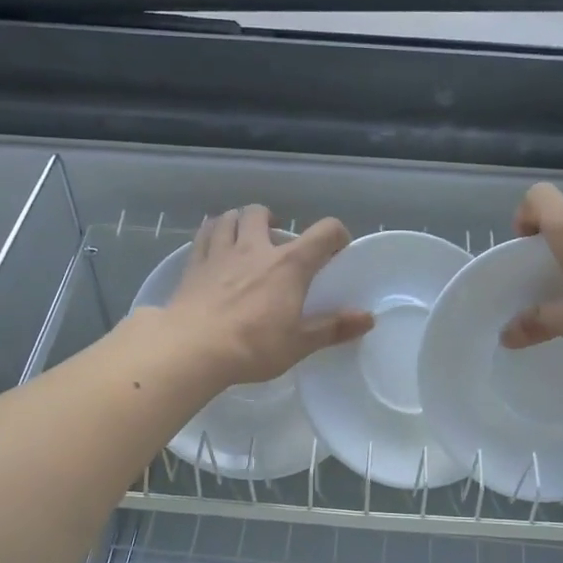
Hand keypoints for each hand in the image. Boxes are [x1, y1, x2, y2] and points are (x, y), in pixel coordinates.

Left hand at [164, 205, 373, 385]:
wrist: (193, 348)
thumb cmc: (253, 347)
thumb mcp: (299, 343)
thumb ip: (333, 327)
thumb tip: (368, 317)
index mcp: (289, 265)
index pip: (323, 232)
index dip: (336, 235)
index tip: (337, 249)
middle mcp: (255, 248)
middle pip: (262, 213)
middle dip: (272, 221)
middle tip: (276, 241)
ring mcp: (220, 253)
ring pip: (229, 217)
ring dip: (239, 221)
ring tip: (243, 238)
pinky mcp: (194, 265)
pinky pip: (203, 235)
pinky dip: (213, 233)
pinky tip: (214, 247)